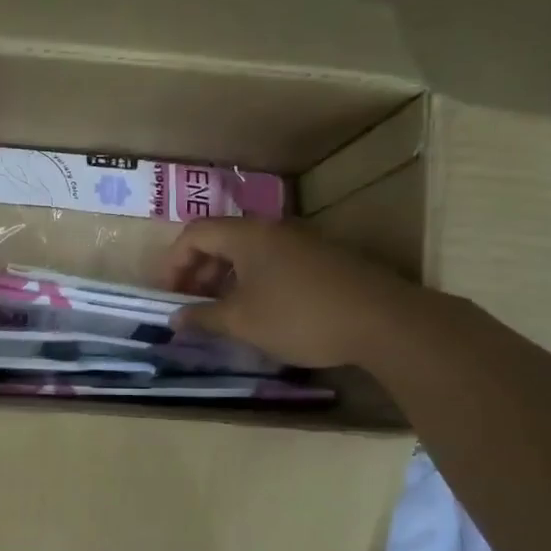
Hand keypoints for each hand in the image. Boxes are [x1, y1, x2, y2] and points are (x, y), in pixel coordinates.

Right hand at [163, 218, 419, 367]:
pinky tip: (260, 311)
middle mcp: (273, 229)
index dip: (173, 263)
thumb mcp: (243, 322)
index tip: (169, 295)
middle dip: (198, 270)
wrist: (382, 321)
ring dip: (226, 278)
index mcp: (247, 235)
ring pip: (249, 252)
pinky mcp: (323, 259)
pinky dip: (254, 280)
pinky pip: (274, 261)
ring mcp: (302, 241)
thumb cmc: (300, 317)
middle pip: (221, 239)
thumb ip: (204, 318)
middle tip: (192, 304)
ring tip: (222, 311)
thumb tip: (175, 319)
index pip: (195, 233)